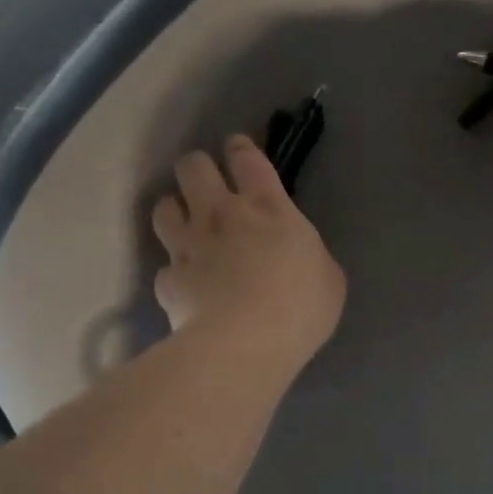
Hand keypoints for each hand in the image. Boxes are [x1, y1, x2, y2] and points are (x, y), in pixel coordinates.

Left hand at [151, 136, 345, 370]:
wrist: (244, 345)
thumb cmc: (300, 307)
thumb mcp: (328, 278)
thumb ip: (309, 256)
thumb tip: (298, 257)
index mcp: (268, 208)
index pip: (246, 158)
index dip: (240, 148)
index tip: (237, 149)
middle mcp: (220, 215)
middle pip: (193, 167)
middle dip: (198, 168)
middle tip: (207, 184)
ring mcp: (188, 246)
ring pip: (164, 206)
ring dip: (174, 209)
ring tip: (185, 224)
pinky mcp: (168, 280)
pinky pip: (165, 265)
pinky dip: (174, 271)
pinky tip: (185, 284)